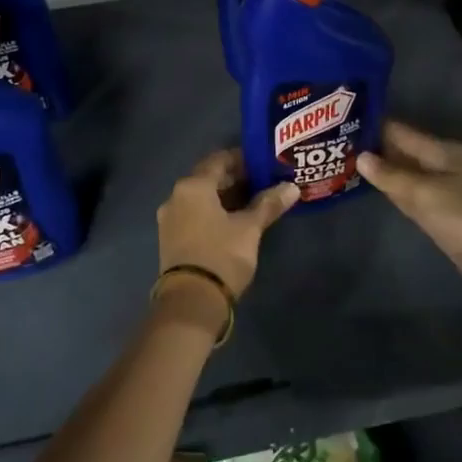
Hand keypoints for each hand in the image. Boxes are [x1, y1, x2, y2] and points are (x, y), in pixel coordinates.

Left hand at [156, 149, 299, 305]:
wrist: (190, 303)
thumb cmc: (221, 255)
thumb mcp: (249, 228)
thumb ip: (268, 204)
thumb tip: (292, 187)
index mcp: (193, 186)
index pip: (219, 160)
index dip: (242, 159)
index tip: (263, 163)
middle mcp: (176, 196)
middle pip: (209, 178)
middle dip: (235, 179)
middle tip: (263, 182)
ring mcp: (170, 219)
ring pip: (201, 198)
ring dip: (225, 197)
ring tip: (253, 202)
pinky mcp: (171, 239)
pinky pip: (194, 214)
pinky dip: (213, 212)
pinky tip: (234, 222)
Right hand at [356, 120, 461, 303]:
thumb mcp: (423, 194)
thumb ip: (391, 176)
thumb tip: (361, 156)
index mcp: (440, 151)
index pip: (399, 131)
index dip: (372, 127)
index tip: (340, 124)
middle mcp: (440, 164)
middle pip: (401, 151)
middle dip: (373, 149)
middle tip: (335, 146)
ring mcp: (442, 189)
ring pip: (405, 173)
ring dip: (382, 171)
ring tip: (345, 165)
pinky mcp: (442, 212)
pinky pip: (411, 195)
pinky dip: (394, 191)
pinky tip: (373, 191)